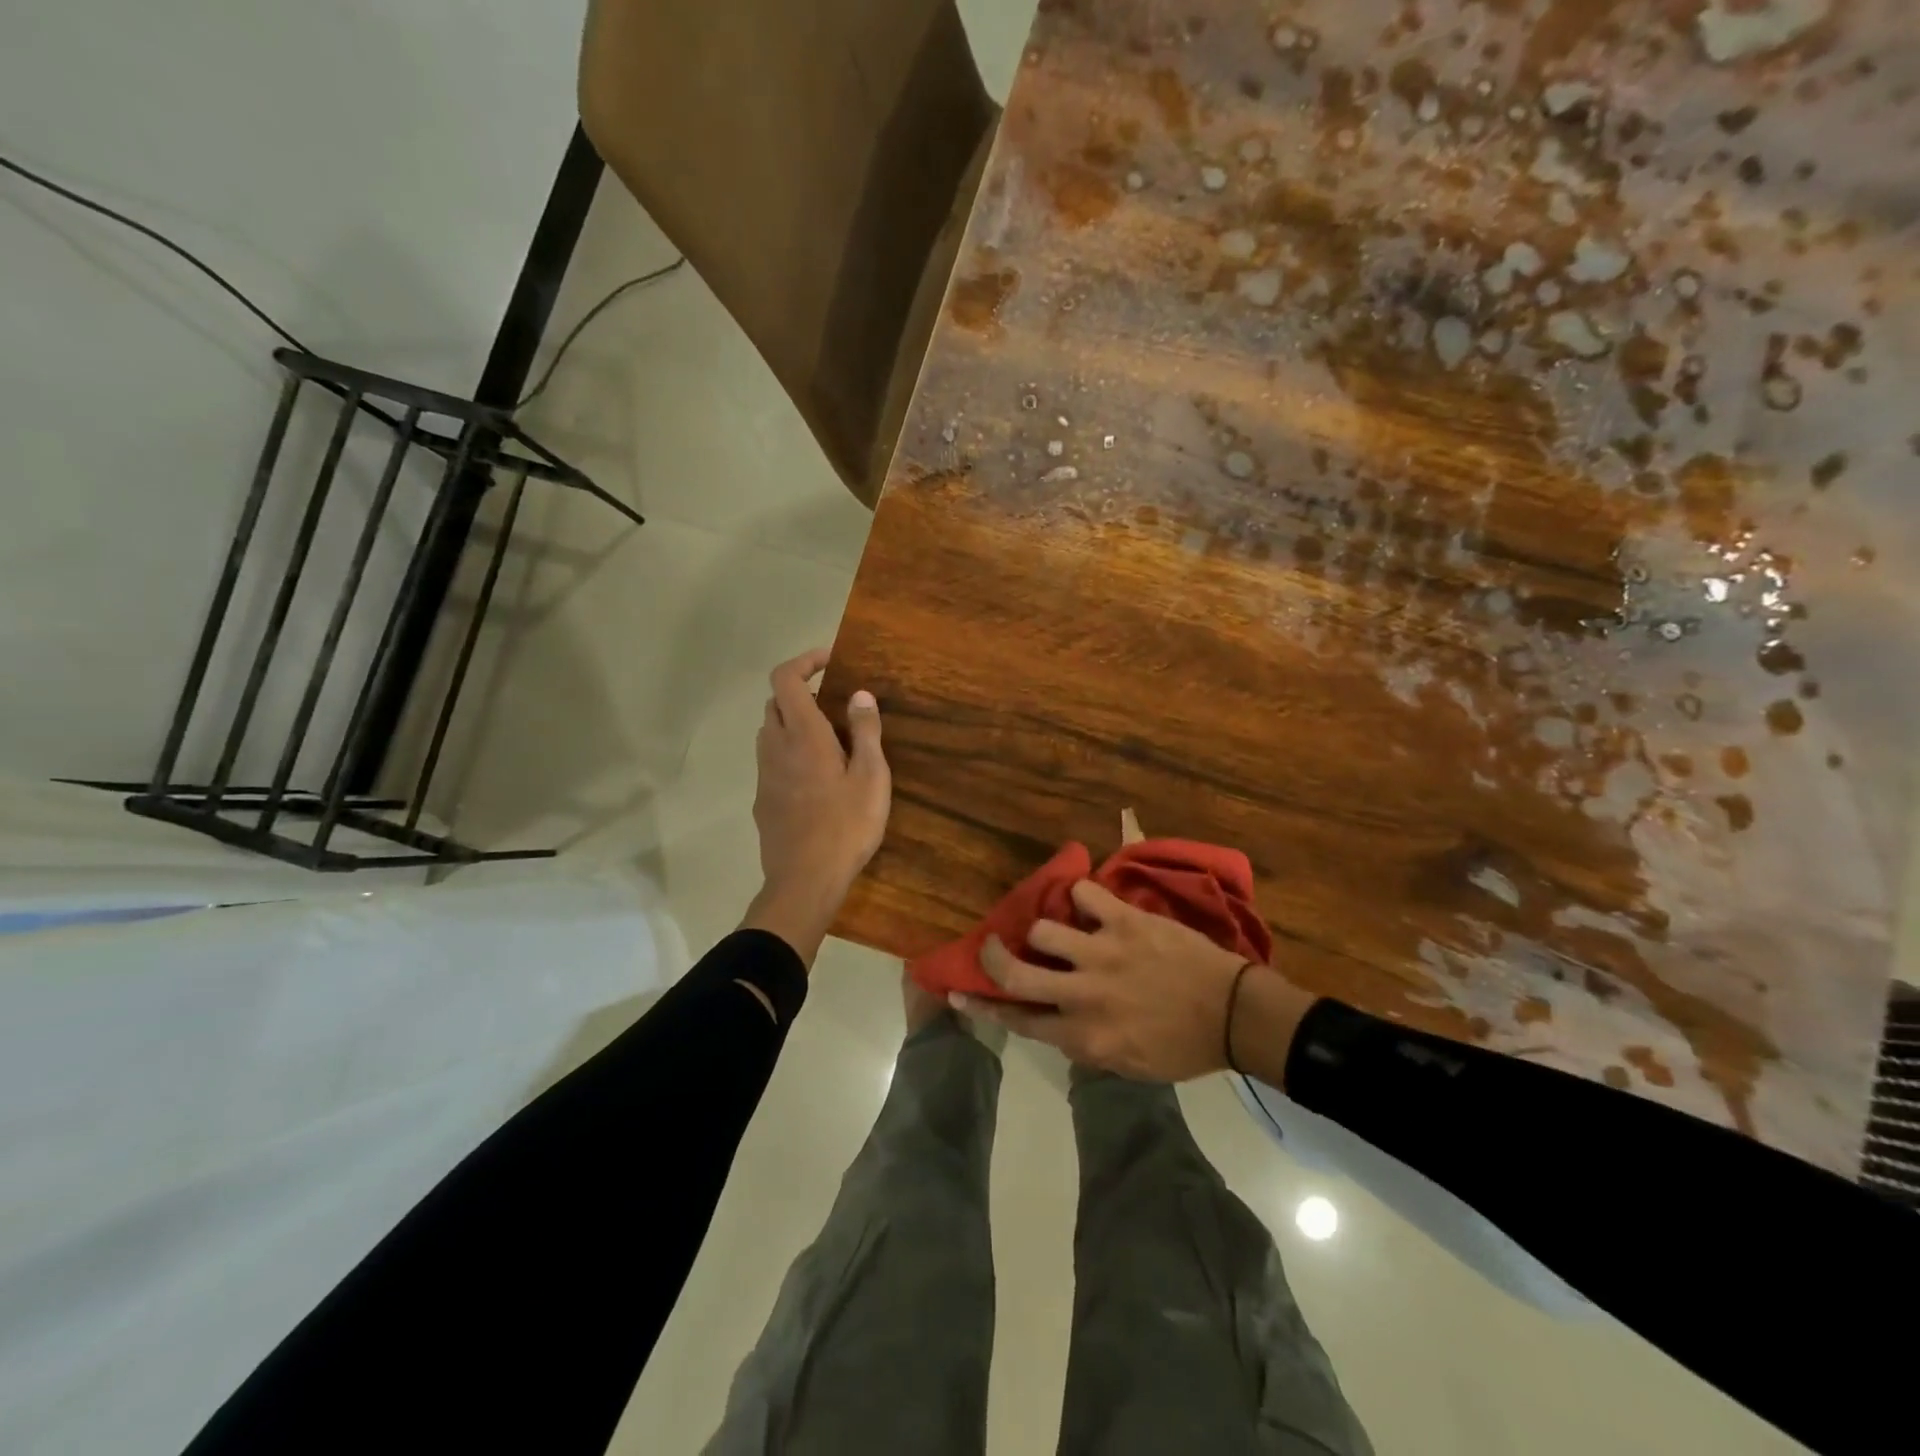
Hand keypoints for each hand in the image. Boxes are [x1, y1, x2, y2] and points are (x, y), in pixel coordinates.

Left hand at [742, 649, 890, 966]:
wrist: (804, 881)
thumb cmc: (846, 826)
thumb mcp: (871, 777)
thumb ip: (866, 731)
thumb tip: (860, 694)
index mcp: (803, 734)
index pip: (785, 678)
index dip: (804, 661)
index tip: (831, 661)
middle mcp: (775, 747)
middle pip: (776, 703)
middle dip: (802, 693)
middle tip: (836, 708)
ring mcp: (764, 775)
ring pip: (770, 732)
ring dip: (794, 724)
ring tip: (830, 742)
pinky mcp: (763, 800)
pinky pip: (772, 761)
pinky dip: (790, 753)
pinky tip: (817, 779)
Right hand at [955, 880, 1311, 1082]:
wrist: (1232, 1014)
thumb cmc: (1183, 1047)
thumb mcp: (1129, 1066)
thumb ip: (1087, 1047)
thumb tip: (1058, 1026)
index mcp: (1084, 1036)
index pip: (1019, 1020)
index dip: (984, 1005)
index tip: (959, 991)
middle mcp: (1084, 994)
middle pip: (1016, 972)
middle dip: (993, 956)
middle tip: (989, 943)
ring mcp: (1103, 954)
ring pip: (1044, 929)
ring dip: (1046, 928)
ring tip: (1060, 926)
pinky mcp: (1126, 922)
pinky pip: (1086, 894)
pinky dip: (1082, 896)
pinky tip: (1090, 903)